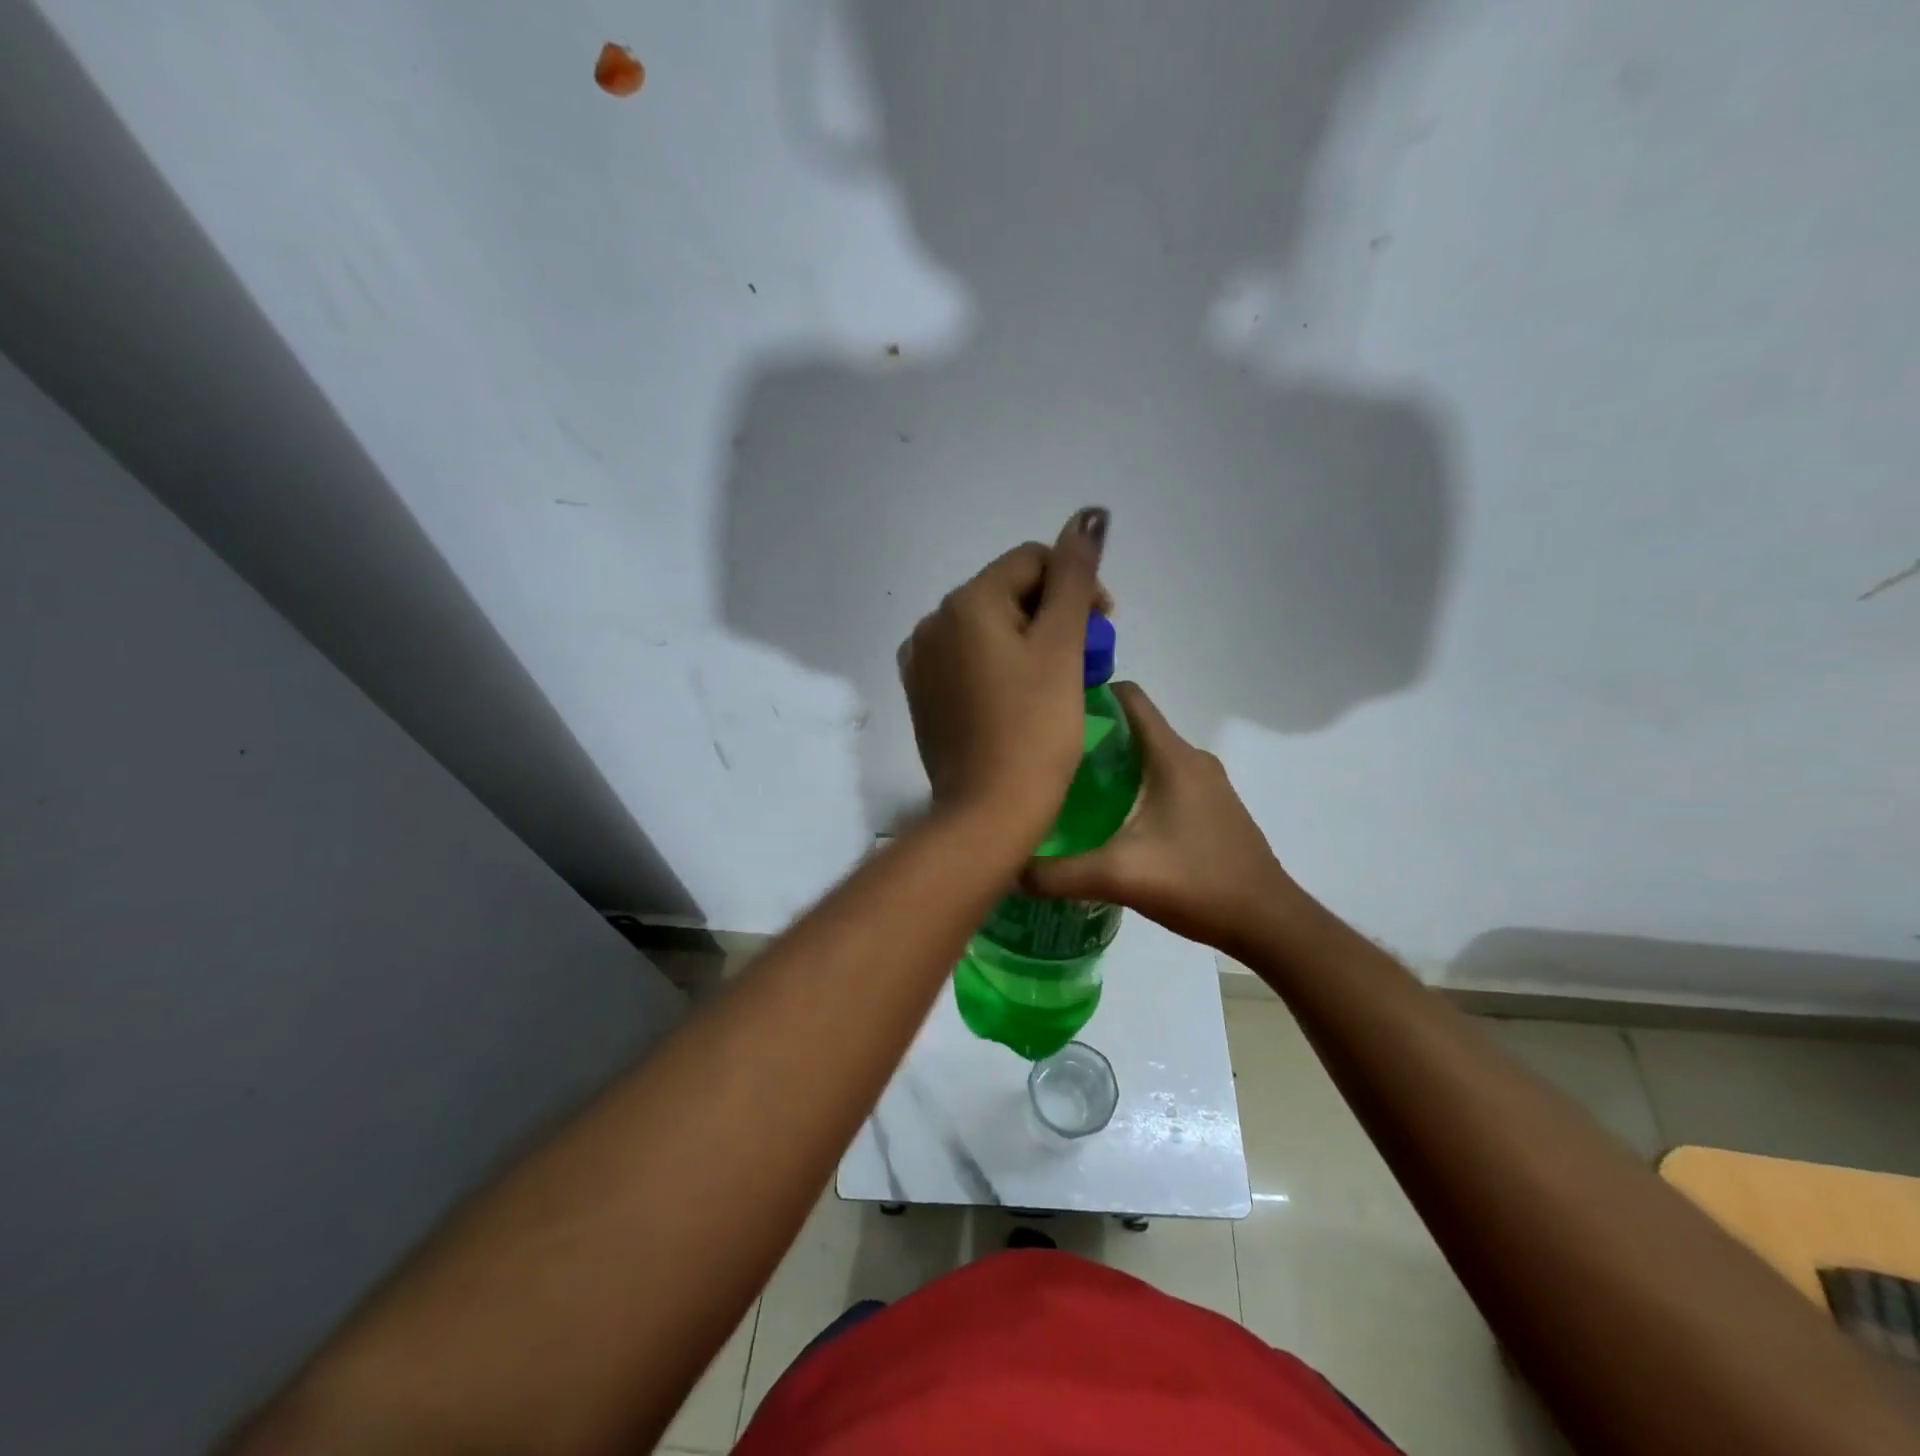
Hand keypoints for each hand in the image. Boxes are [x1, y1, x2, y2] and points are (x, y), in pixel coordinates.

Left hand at [899, 508, 1109, 844]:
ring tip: (1058, 681)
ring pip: (988, 629)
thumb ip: (1075, 576)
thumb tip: (1088, 515)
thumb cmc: (1034, 731)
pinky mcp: (923, 697)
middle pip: (1007, 593)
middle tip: (1086, 658)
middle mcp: (932, 623)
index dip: (1076, 584)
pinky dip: (1000, 667)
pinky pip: (968, 662)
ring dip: (1029, 641)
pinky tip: (1021, 699)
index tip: (1106, 625)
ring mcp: (921, 663)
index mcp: (964, 602)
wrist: (986, 814)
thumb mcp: (1061, 647)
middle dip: (1053, 614)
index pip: (1031, 561)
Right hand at [1019, 683, 1307, 956]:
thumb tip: (1007, 870)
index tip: (1050, 713)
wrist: (1268, 922)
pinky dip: (1135, 786)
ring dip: (1113, 764)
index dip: (1090, 695)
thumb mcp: (1118, 877)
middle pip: (1134, 727)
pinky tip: (1112, 822)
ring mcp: (1207, 784)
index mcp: (1172, 756)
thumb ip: (1057, 874)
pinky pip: (1165, 780)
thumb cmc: (1197, 883)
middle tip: (1047, 760)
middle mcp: (1192, 759)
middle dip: (1091, 736)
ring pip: (1149, 756)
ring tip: (1069, 790)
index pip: (1129, 697)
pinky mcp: (1212, 809)